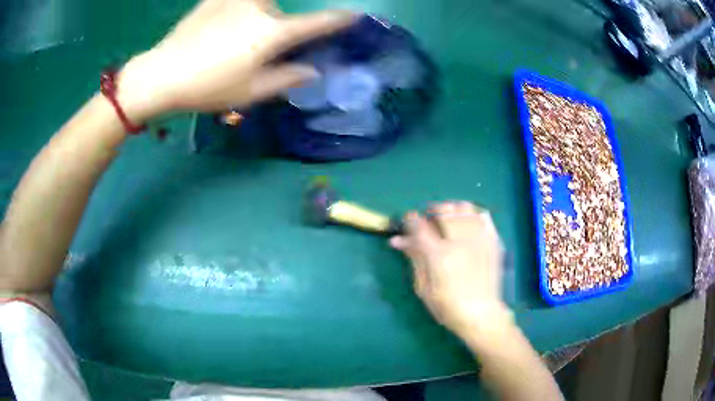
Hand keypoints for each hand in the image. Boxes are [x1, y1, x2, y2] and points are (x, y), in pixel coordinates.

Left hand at [118, 0, 354, 121]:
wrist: (162, 74)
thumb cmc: (207, 88)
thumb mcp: (250, 93)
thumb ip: (286, 79)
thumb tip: (312, 71)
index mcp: (272, 33)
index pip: (316, 24)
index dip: (338, 19)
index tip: (354, 15)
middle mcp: (260, 8)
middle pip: (281, 16)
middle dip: (275, 32)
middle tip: (251, 53)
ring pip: (260, 5)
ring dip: (256, 19)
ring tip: (231, 41)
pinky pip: (238, 0)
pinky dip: (239, 9)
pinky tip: (222, 24)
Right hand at [390, 201, 510, 336]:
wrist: (481, 314)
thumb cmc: (447, 307)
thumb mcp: (423, 288)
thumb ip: (414, 259)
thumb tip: (399, 240)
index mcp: (439, 255)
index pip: (419, 225)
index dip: (410, 219)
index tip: (408, 222)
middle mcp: (459, 242)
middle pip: (442, 210)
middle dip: (431, 211)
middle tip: (429, 222)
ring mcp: (479, 239)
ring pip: (464, 208)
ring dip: (452, 210)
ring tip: (448, 220)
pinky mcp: (493, 241)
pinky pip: (483, 216)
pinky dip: (472, 214)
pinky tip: (467, 224)